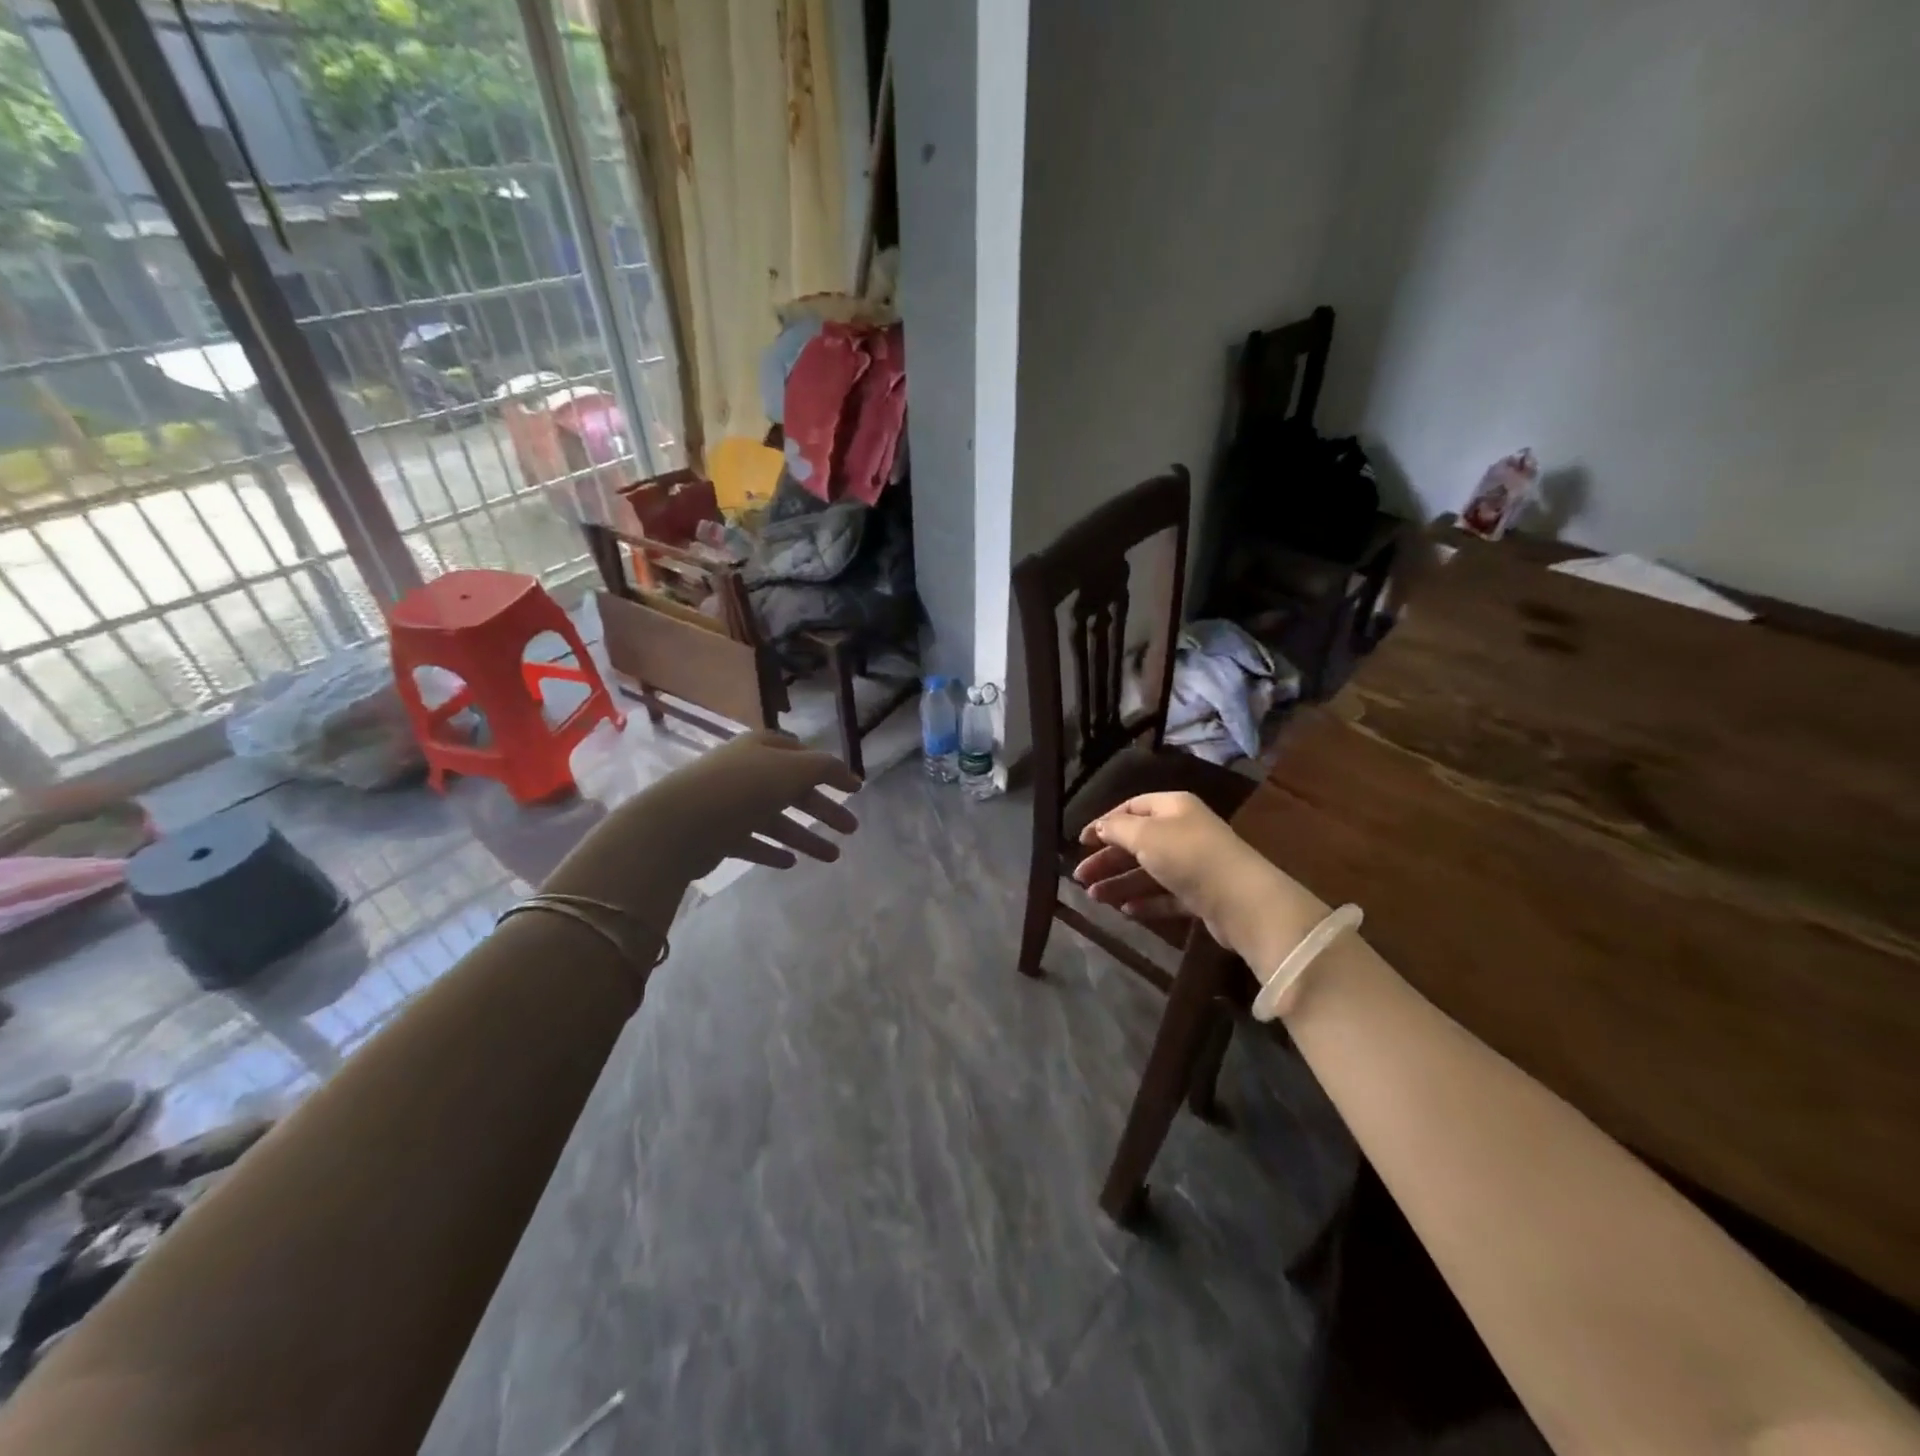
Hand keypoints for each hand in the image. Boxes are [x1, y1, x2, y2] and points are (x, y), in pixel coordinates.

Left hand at [543, 732, 860, 912]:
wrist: (682, 823)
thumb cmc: (743, 787)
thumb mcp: (793, 769)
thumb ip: (825, 768)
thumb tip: (849, 774)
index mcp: (761, 747)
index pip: (801, 754)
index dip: (829, 770)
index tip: (854, 789)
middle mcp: (745, 771)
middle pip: (792, 789)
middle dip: (823, 808)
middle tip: (852, 828)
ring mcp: (729, 804)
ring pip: (776, 819)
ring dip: (806, 836)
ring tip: (833, 857)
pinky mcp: (716, 834)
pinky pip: (752, 842)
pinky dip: (772, 850)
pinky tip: (792, 863)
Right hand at [1073, 792, 1325, 971]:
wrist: (1242, 900)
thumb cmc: (1188, 856)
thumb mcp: (1145, 835)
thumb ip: (1117, 829)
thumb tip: (1099, 827)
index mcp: (1173, 807)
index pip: (1131, 808)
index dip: (1104, 823)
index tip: (1080, 842)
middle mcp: (1184, 831)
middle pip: (1137, 842)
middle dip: (1107, 859)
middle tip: (1079, 877)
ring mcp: (1194, 864)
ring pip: (1148, 871)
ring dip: (1120, 882)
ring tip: (1094, 898)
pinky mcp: (1200, 895)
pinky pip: (1165, 895)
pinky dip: (1144, 901)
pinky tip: (1125, 911)